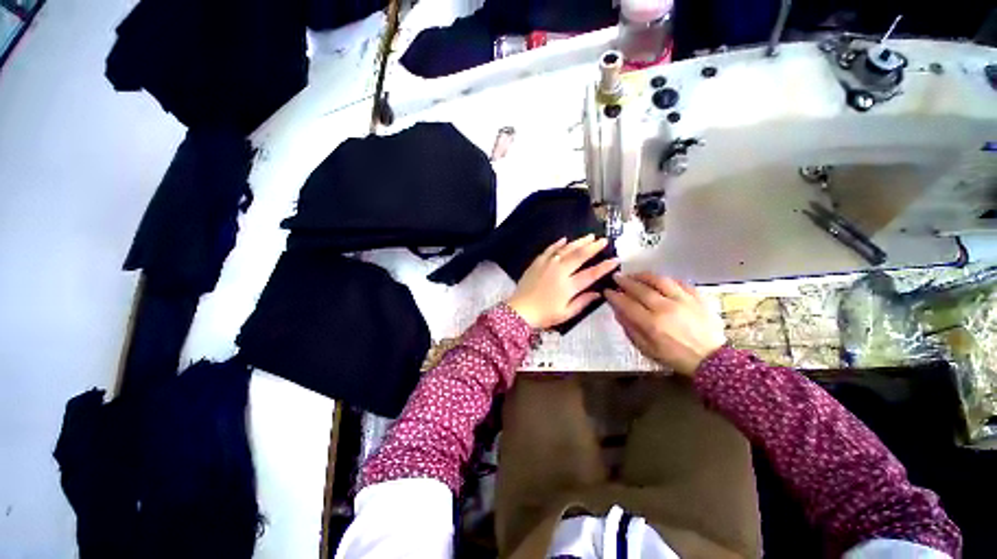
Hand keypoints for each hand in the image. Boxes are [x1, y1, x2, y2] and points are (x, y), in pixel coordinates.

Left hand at [506, 235, 618, 328]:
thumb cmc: (544, 315)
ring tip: (589, 236)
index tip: (615, 259)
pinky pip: (550, 249)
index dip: (604, 266)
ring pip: (566, 249)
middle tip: (603, 240)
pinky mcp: (537, 262)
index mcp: (569, 286)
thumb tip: (599, 293)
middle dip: (593, 247)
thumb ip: (583, 302)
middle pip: (579, 256)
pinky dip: (558, 243)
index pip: (591, 274)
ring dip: (579, 242)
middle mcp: (560, 271)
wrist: (519, 310)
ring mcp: (547, 264)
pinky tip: (565, 239)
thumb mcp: (566, 313)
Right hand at [604, 272, 725, 375]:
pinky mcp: (698, 298)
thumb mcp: (647, 349)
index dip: (614, 296)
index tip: (607, 291)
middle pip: (641, 289)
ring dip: (644, 276)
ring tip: (635, 275)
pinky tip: (659, 280)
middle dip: (625, 282)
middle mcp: (666, 308)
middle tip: (616, 277)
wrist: (711, 360)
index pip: (627, 304)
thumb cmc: (675, 357)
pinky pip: (680, 282)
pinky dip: (666, 279)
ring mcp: (683, 301)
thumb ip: (631, 329)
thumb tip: (618, 312)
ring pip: (660, 280)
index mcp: (652, 324)